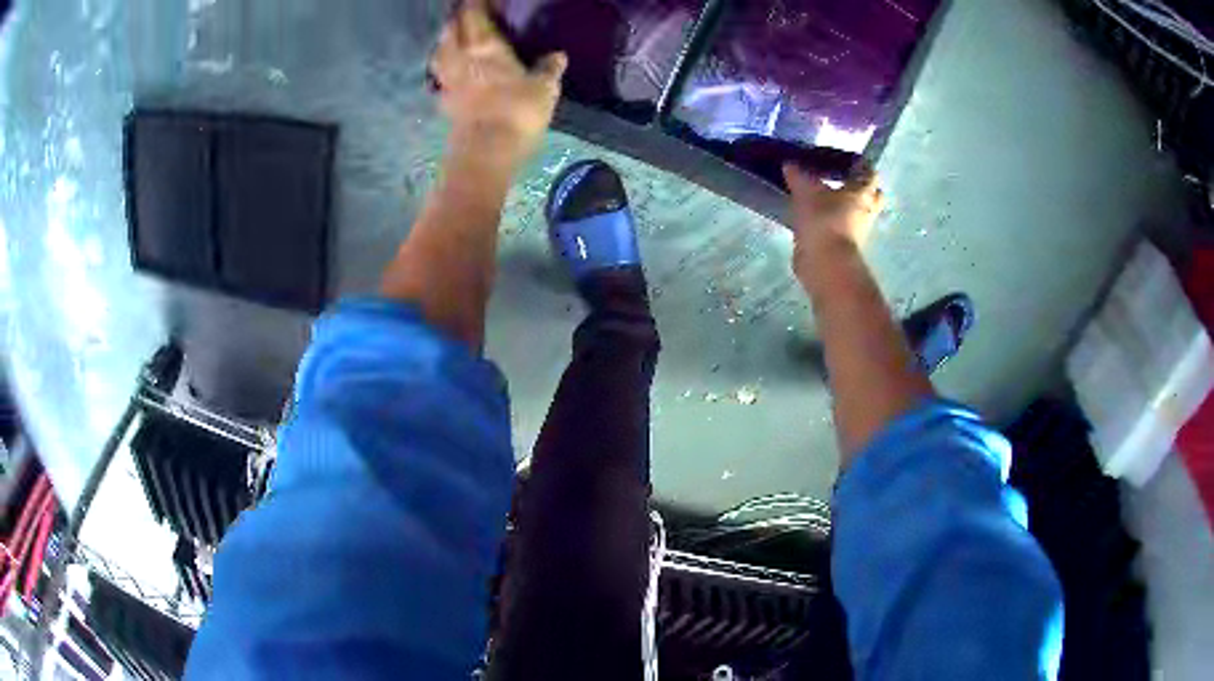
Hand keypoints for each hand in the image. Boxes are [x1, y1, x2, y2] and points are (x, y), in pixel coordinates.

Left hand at [430, 0, 566, 167]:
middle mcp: (460, 56)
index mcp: (484, 45)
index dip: (477, 3)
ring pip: (440, 50)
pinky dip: (444, 67)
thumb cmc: (517, 111)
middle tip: (468, 14)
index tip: (484, 0)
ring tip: (455, 38)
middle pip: (452, 28)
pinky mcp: (443, 100)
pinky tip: (451, 71)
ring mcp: (447, 79)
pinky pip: (440, 76)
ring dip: (446, 40)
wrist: (486, 152)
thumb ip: (549, 68)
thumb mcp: (544, 88)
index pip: (474, 13)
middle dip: (458, 18)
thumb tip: (558, 55)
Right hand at [782, 162, 883, 281]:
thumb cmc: (824, 220)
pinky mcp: (842, 247)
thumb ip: (798, 176)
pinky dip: (829, 223)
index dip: (860, 165)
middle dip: (859, 189)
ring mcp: (856, 232)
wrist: (825, 263)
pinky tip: (812, 218)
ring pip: (854, 214)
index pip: (869, 173)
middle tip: (840, 181)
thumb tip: (790, 164)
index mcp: (862, 192)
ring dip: (843, 207)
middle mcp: (865, 211)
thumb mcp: (806, 191)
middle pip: (870, 196)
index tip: (845, 161)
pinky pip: (838, 229)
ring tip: (821, 199)